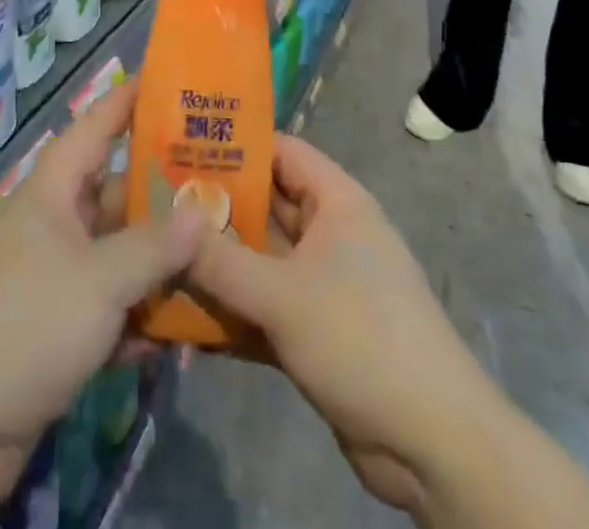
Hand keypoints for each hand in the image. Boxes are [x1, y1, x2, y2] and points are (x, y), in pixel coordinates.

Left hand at [0, 81, 205, 507]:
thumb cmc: (23, 323)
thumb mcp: (98, 279)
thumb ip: (154, 245)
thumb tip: (203, 211)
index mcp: (50, 193)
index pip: (92, 129)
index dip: (126, 102)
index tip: (166, 81)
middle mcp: (51, 227)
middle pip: (114, 196)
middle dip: (163, 193)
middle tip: (219, 183)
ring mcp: (51, 281)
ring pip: (116, 255)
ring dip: (159, 260)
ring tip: (218, 251)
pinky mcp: (54, 333)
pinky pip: (109, 308)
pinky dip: (141, 313)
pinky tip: (184, 325)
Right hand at [184, 135, 488, 516]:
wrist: (432, 444)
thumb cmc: (360, 338)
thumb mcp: (282, 295)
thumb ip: (221, 261)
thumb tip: (168, 226)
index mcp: (336, 202)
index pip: (281, 151)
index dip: (235, 144)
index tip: (181, 146)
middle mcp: (331, 233)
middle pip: (266, 205)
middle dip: (216, 207)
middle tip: (157, 204)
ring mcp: (324, 283)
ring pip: (261, 259)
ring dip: (219, 263)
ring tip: (160, 255)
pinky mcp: (317, 330)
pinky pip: (266, 306)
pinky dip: (234, 310)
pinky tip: (184, 318)